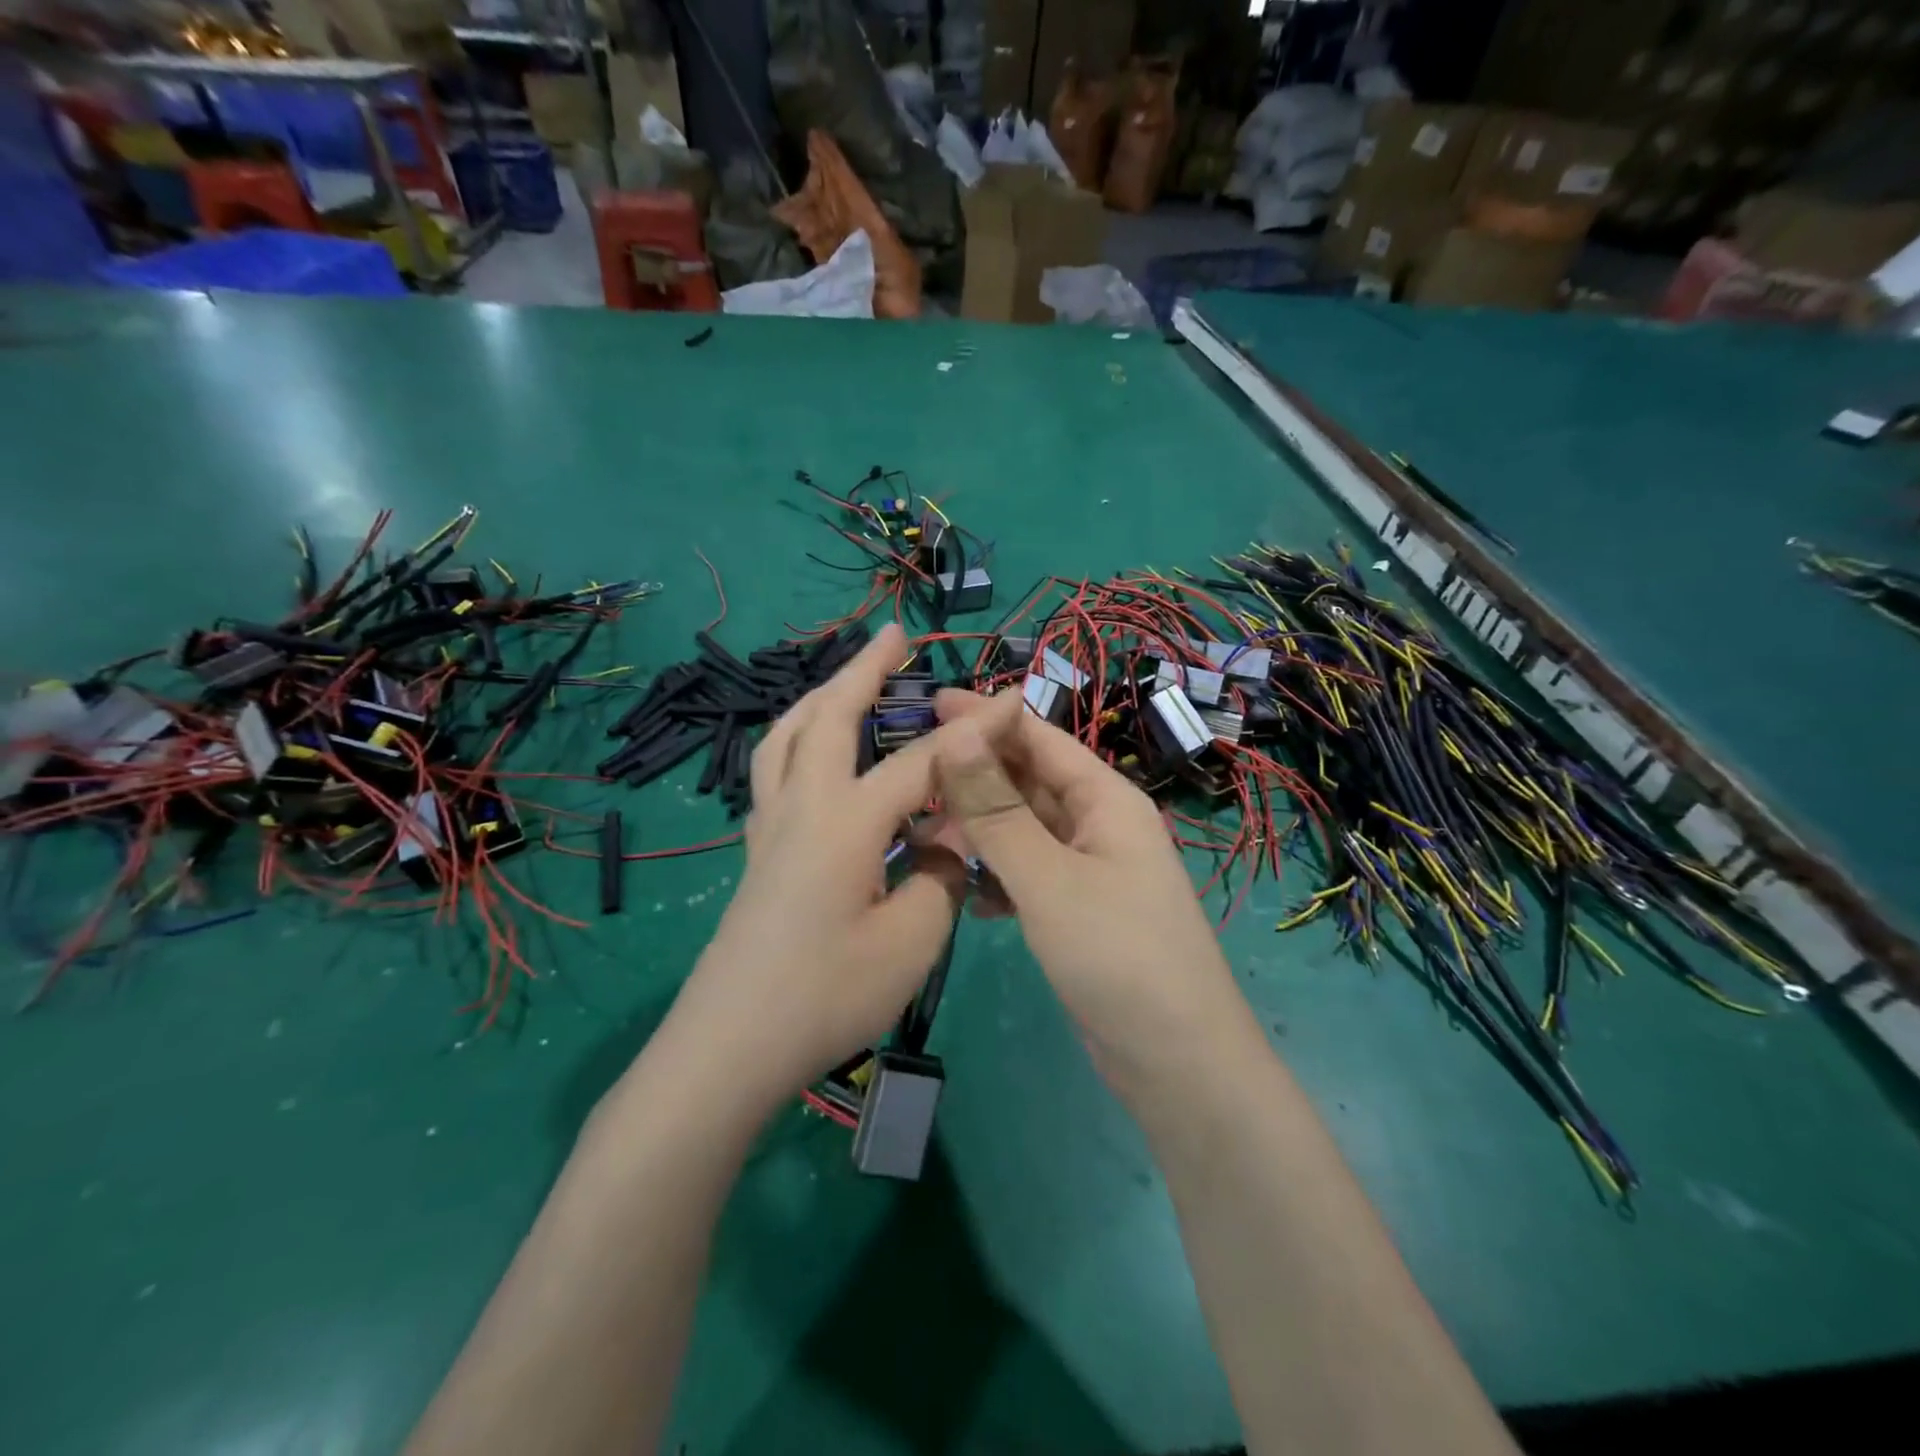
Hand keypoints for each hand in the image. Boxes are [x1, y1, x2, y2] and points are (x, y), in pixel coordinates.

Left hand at [664, 625, 964, 1111]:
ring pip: (786, 737)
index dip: (973, 732)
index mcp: (845, 821)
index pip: (921, 760)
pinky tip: (813, 758)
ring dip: (819, 698)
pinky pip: (774, 772)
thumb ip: (943, 877)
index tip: (1013, 701)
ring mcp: (769, 829)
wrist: (728, 1049)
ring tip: (845, 680)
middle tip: (893, 634)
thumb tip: (951, 839)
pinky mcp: (757, 854)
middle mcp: (801, 807)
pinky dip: (797, 741)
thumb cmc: (825, 997)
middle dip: (863, 669)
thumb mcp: (910, 942)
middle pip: (829, 717)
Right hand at [930, 690, 1252, 1089]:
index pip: (1039, 737)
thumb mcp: (1049, 878)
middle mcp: (1099, 824)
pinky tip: (963, 893)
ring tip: (921, 834)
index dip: (986, 717)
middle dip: (974, 776)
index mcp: (1105, 799)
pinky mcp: (1077, 911)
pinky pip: (1027, 874)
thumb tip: (960, 732)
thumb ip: (997, 810)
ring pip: (1023, 831)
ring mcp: (1089, 870)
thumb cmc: (1118, 957)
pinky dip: (995, 876)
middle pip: (1028, 782)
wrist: (1177, 1064)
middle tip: (909, 773)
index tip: (927, 704)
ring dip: (978, 829)